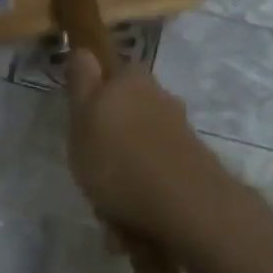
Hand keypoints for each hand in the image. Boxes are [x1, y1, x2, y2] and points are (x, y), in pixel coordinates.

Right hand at [64, 51, 219, 240]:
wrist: (184, 206)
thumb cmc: (118, 160)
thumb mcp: (83, 117)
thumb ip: (81, 83)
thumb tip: (83, 48)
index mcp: (132, 81)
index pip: (110, 72)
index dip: (93, 96)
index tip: (81, 125)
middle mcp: (161, 100)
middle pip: (127, 114)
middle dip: (110, 142)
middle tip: (92, 172)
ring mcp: (179, 134)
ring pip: (140, 149)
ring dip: (124, 175)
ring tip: (110, 208)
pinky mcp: (191, 166)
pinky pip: (155, 177)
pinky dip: (141, 195)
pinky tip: (131, 223)